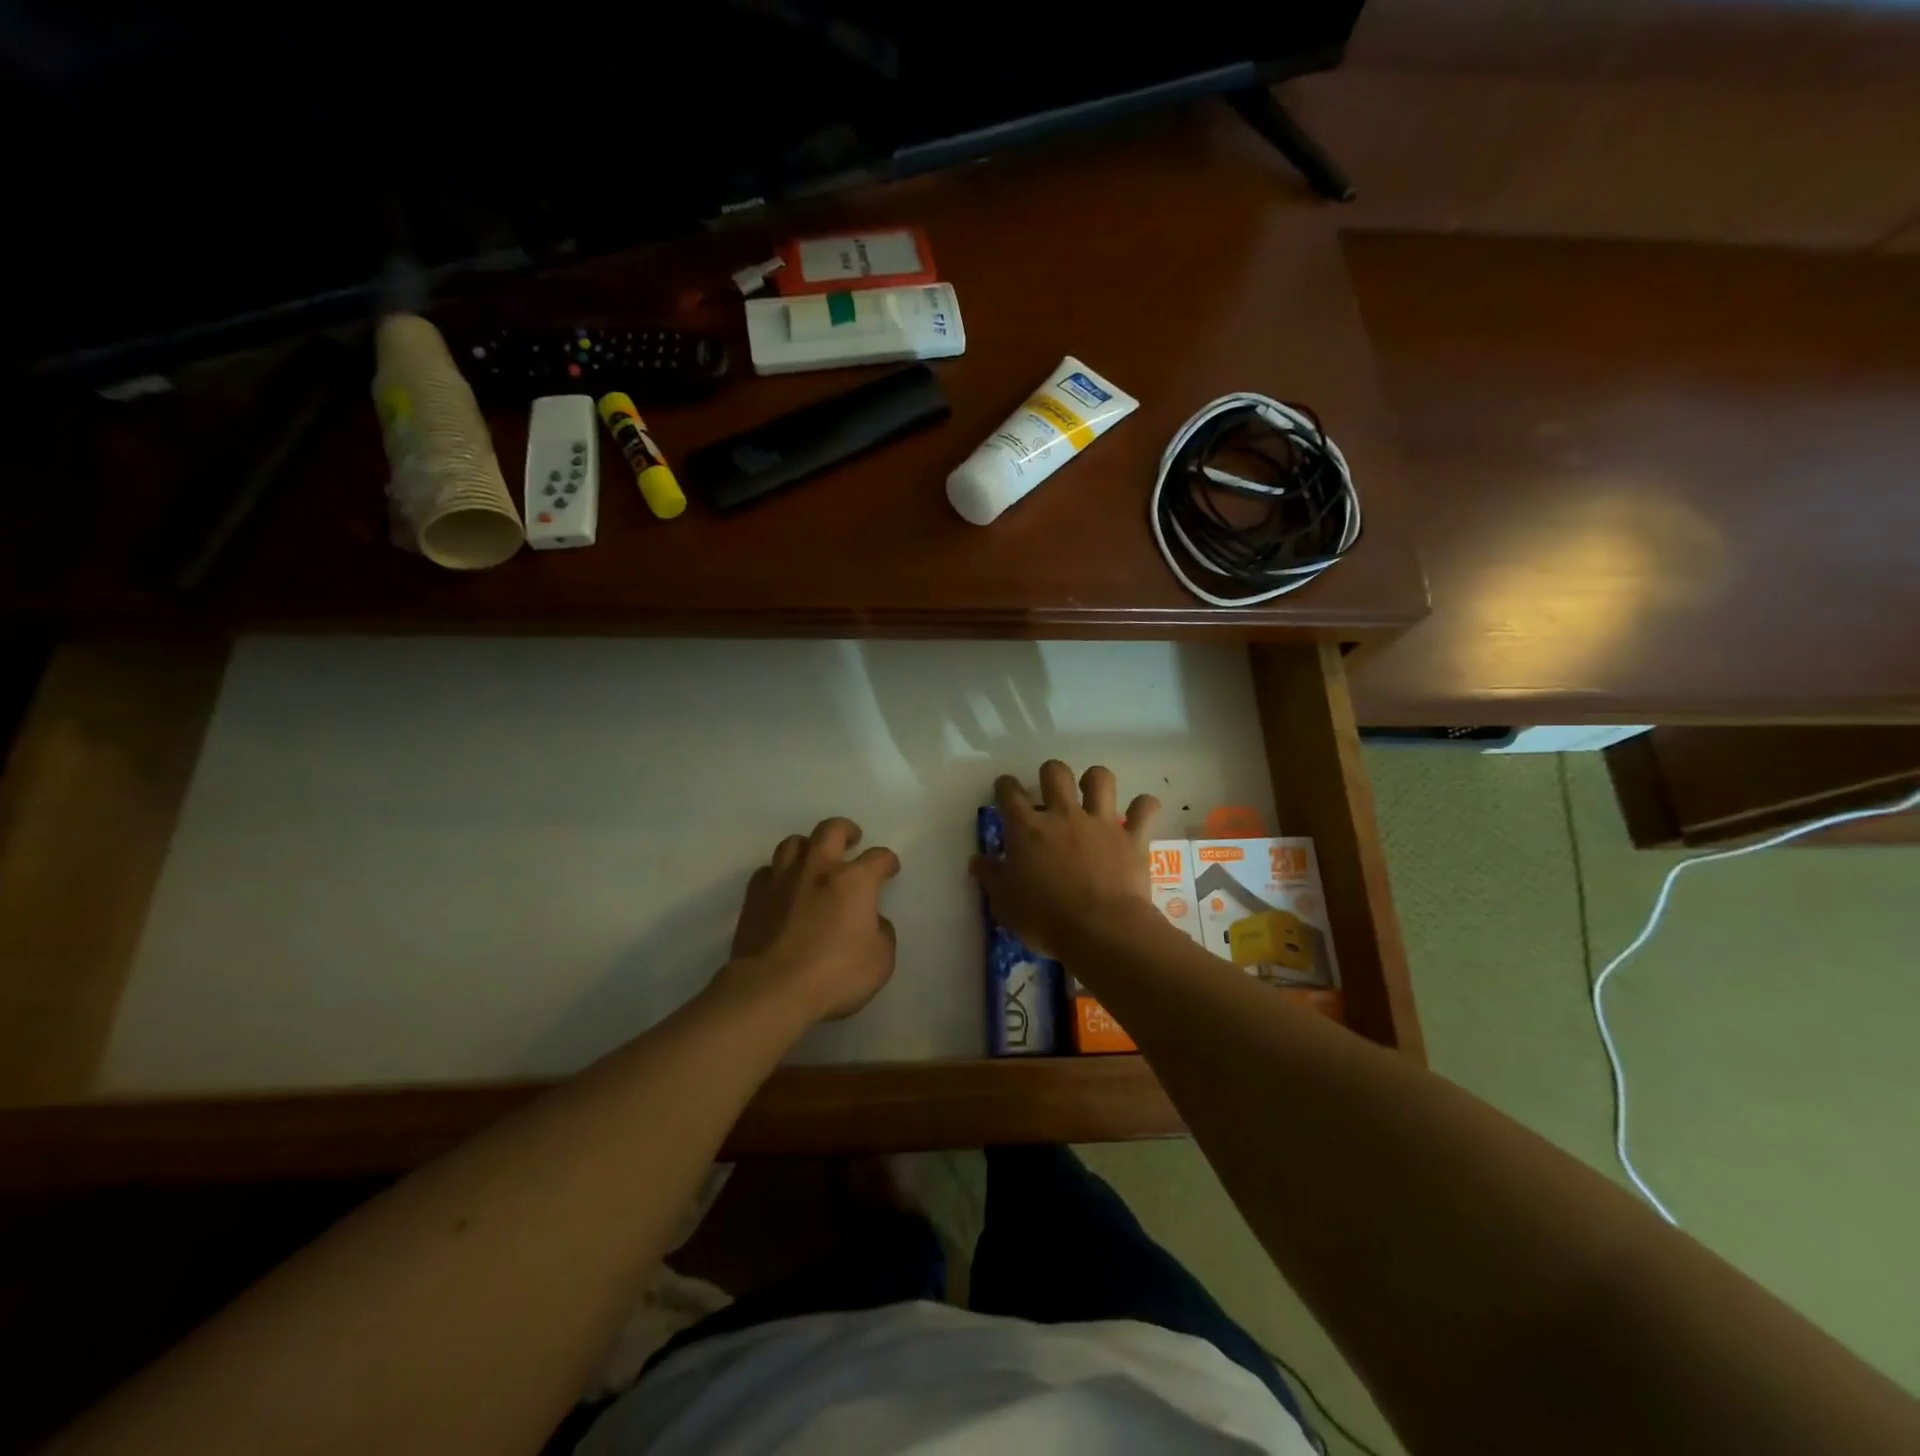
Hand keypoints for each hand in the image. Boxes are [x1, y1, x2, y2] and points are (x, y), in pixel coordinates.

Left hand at [722, 817, 900, 1024]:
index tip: (889, 870)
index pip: (879, 858)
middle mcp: (818, 869)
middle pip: (832, 830)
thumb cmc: (834, 974)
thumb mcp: (880, 961)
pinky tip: (782, 888)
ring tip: (814, 859)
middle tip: (852, 839)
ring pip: (794, 843)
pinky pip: (767, 872)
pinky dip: (778, 874)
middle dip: (846, 830)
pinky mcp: (754, 896)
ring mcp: (783, 879)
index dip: (888, 862)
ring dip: (808, 847)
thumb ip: (882, 934)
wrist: (772, 988)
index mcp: (854, 880)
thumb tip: (873, 922)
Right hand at [969, 760, 1160, 958]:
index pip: (1009, 793)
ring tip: (1093, 793)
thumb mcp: (1004, 903)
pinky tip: (1139, 814)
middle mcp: (1063, 815)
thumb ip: (991, 877)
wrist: (1101, 931)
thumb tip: (978, 860)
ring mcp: (1100, 822)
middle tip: (1051, 792)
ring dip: (1095, 780)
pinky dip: (1143, 807)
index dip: (1005, 786)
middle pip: (1055, 772)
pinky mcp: (1132, 837)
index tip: (1005, 790)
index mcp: (1027, 829)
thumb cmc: (1045, 919)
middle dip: (1051, 774)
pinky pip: (1144, 807)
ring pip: (1100, 778)